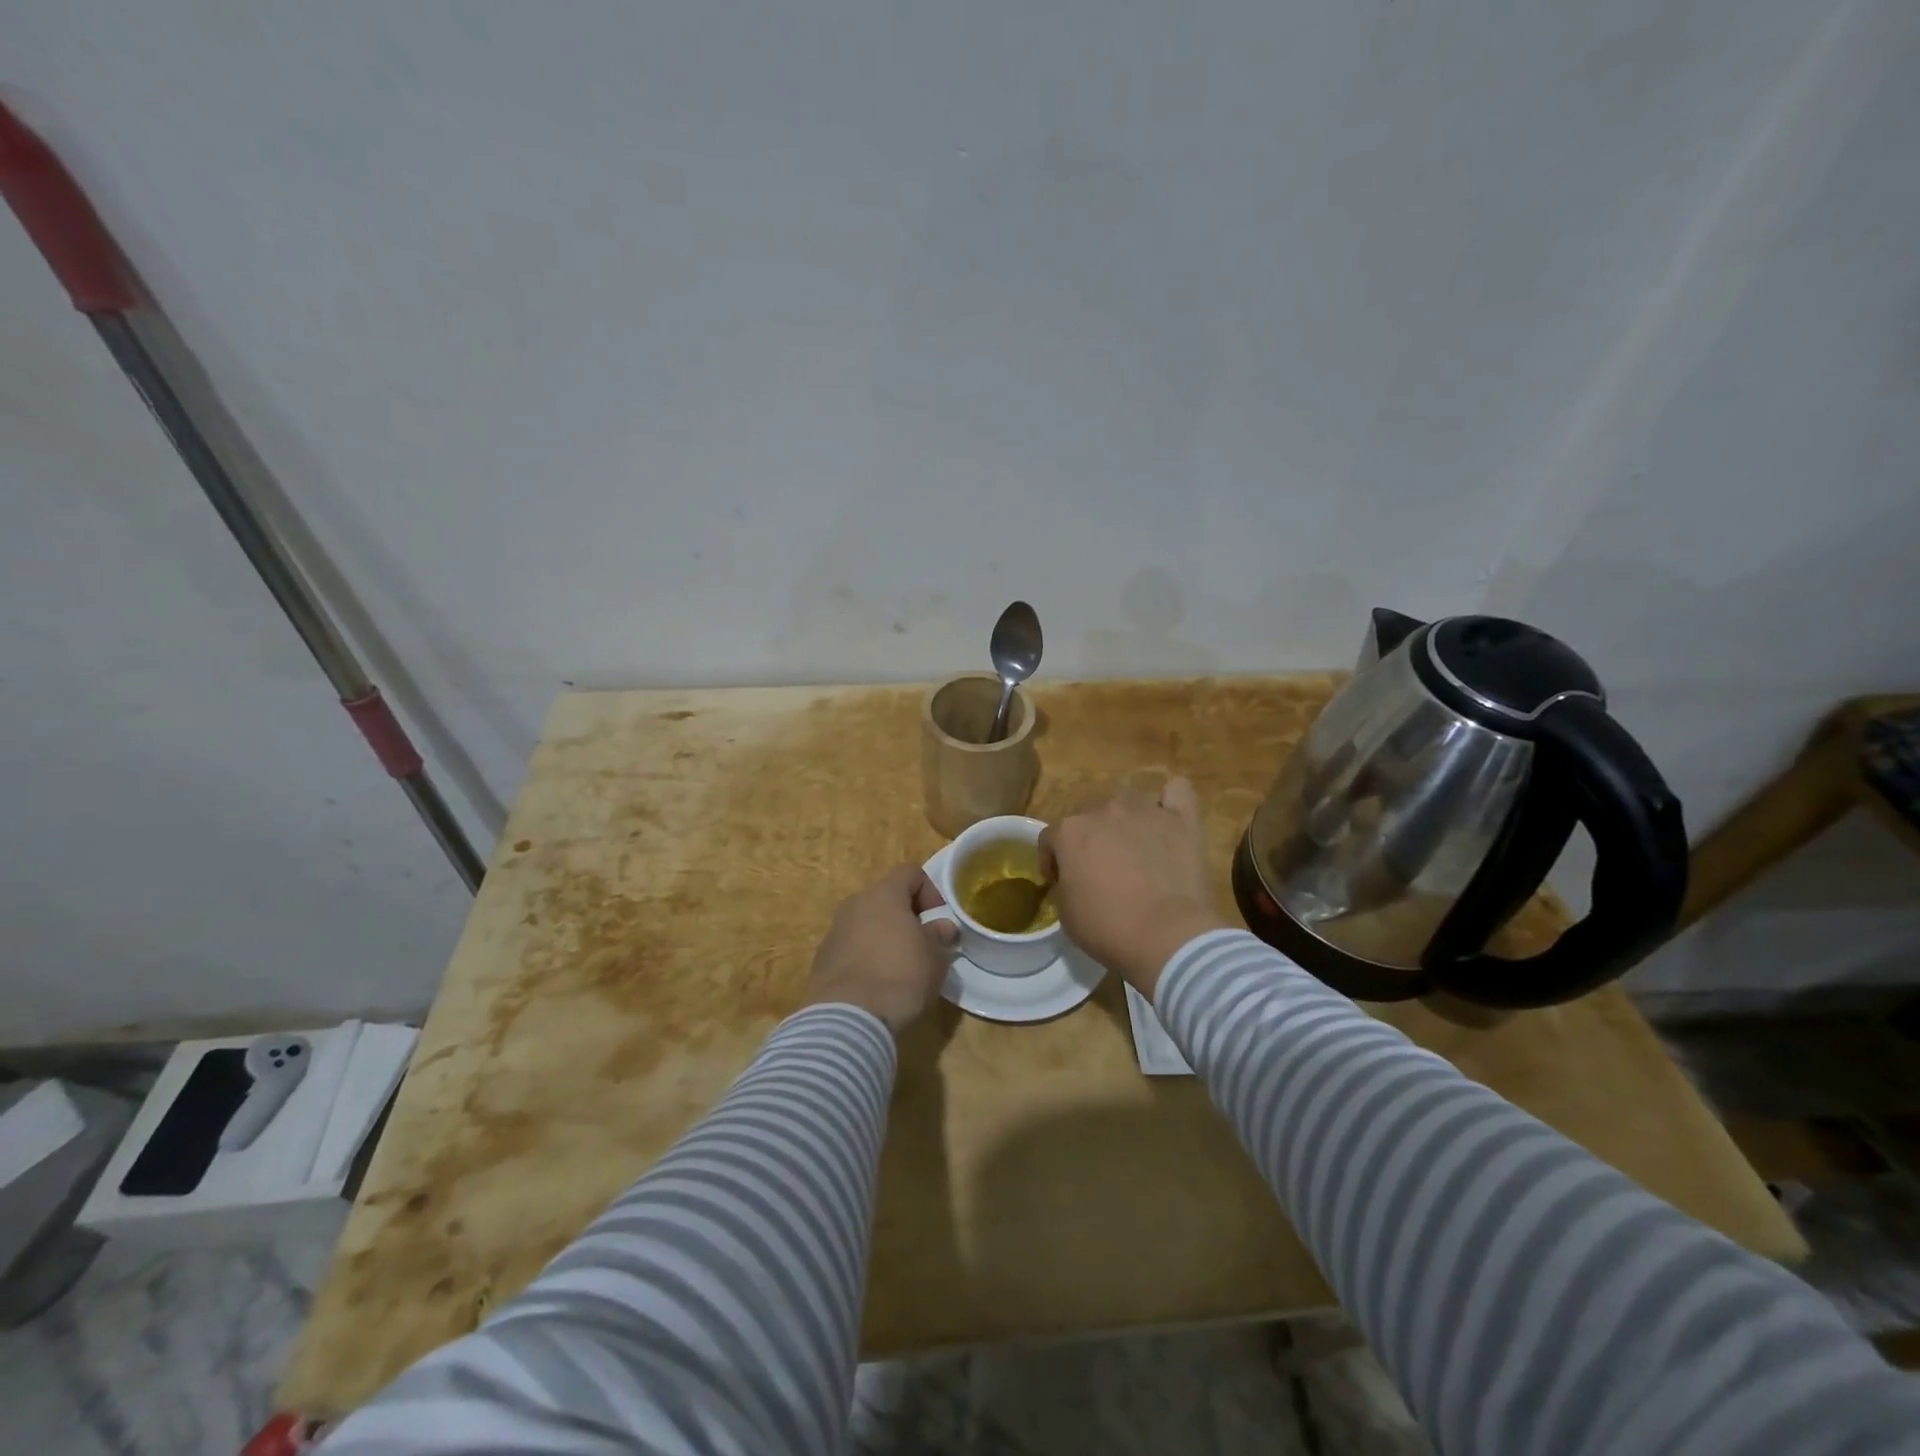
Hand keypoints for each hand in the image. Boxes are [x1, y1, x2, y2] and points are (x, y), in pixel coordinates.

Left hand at [802, 864, 958, 1032]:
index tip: (937, 920)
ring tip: (899, 968)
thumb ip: (938, 935)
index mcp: (884, 894)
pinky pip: (851, 947)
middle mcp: (855, 904)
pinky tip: (876, 985)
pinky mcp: (822, 959)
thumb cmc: (900, 976)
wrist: (848, 1018)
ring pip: (867, 923)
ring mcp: (835, 931)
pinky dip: (866, 957)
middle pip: (885, 897)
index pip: (910, 872)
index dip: (929, 891)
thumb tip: (941, 926)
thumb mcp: (935, 957)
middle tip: (921, 945)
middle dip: (906, 916)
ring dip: (884, 937)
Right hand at [1039, 777, 1227, 997]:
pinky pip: (1176, 792)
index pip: (1050, 838)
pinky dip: (1170, 802)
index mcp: (1069, 831)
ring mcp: (1145, 810)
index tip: (1060, 882)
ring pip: (1129, 802)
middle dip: (1091, 840)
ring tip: (1136, 849)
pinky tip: (1169, 819)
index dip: (1053, 861)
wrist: (1166, 936)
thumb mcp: (1066, 913)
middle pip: (1090, 817)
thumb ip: (1066, 883)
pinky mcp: (1182, 819)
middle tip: (1101, 871)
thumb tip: (1075, 878)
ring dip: (1126, 821)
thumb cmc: (1108, 928)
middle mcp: (1104, 810)